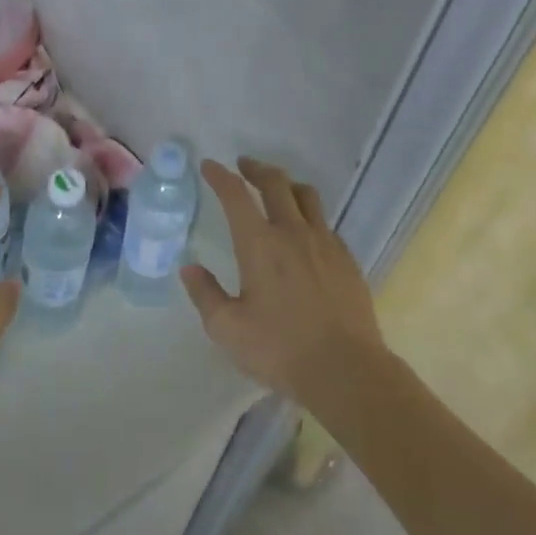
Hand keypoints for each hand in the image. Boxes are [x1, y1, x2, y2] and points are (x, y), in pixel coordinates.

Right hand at [181, 158, 386, 407]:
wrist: (345, 369)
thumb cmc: (279, 349)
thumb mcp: (227, 329)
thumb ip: (205, 294)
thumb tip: (189, 268)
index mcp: (259, 244)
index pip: (236, 196)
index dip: (220, 176)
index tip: (210, 166)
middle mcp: (293, 232)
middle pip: (275, 183)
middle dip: (256, 169)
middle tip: (244, 166)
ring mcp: (325, 243)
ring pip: (306, 196)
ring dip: (287, 184)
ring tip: (277, 188)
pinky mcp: (346, 258)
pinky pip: (325, 223)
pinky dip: (309, 215)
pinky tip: (305, 232)